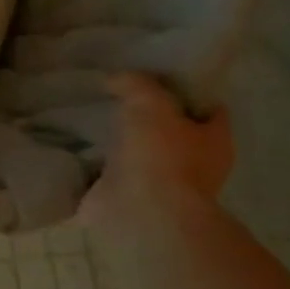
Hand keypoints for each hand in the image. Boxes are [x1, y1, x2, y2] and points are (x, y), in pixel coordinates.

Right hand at [82, 72, 233, 222]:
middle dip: (148, 116)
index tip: (156, 76)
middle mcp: (194, 164)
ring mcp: (160, 185)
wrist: (140, 212)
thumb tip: (116, 78)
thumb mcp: (151, 104)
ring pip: (140, 153)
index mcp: (214, 140)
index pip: (208, 107)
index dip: (187, 90)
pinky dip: (95, 163)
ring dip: (120, 142)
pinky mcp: (128, 198)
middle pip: (172, 131)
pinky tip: (75, 146)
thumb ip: (136, 84)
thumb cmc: (160, 155)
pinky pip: (110, 173)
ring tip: (89, 118)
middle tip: (116, 95)